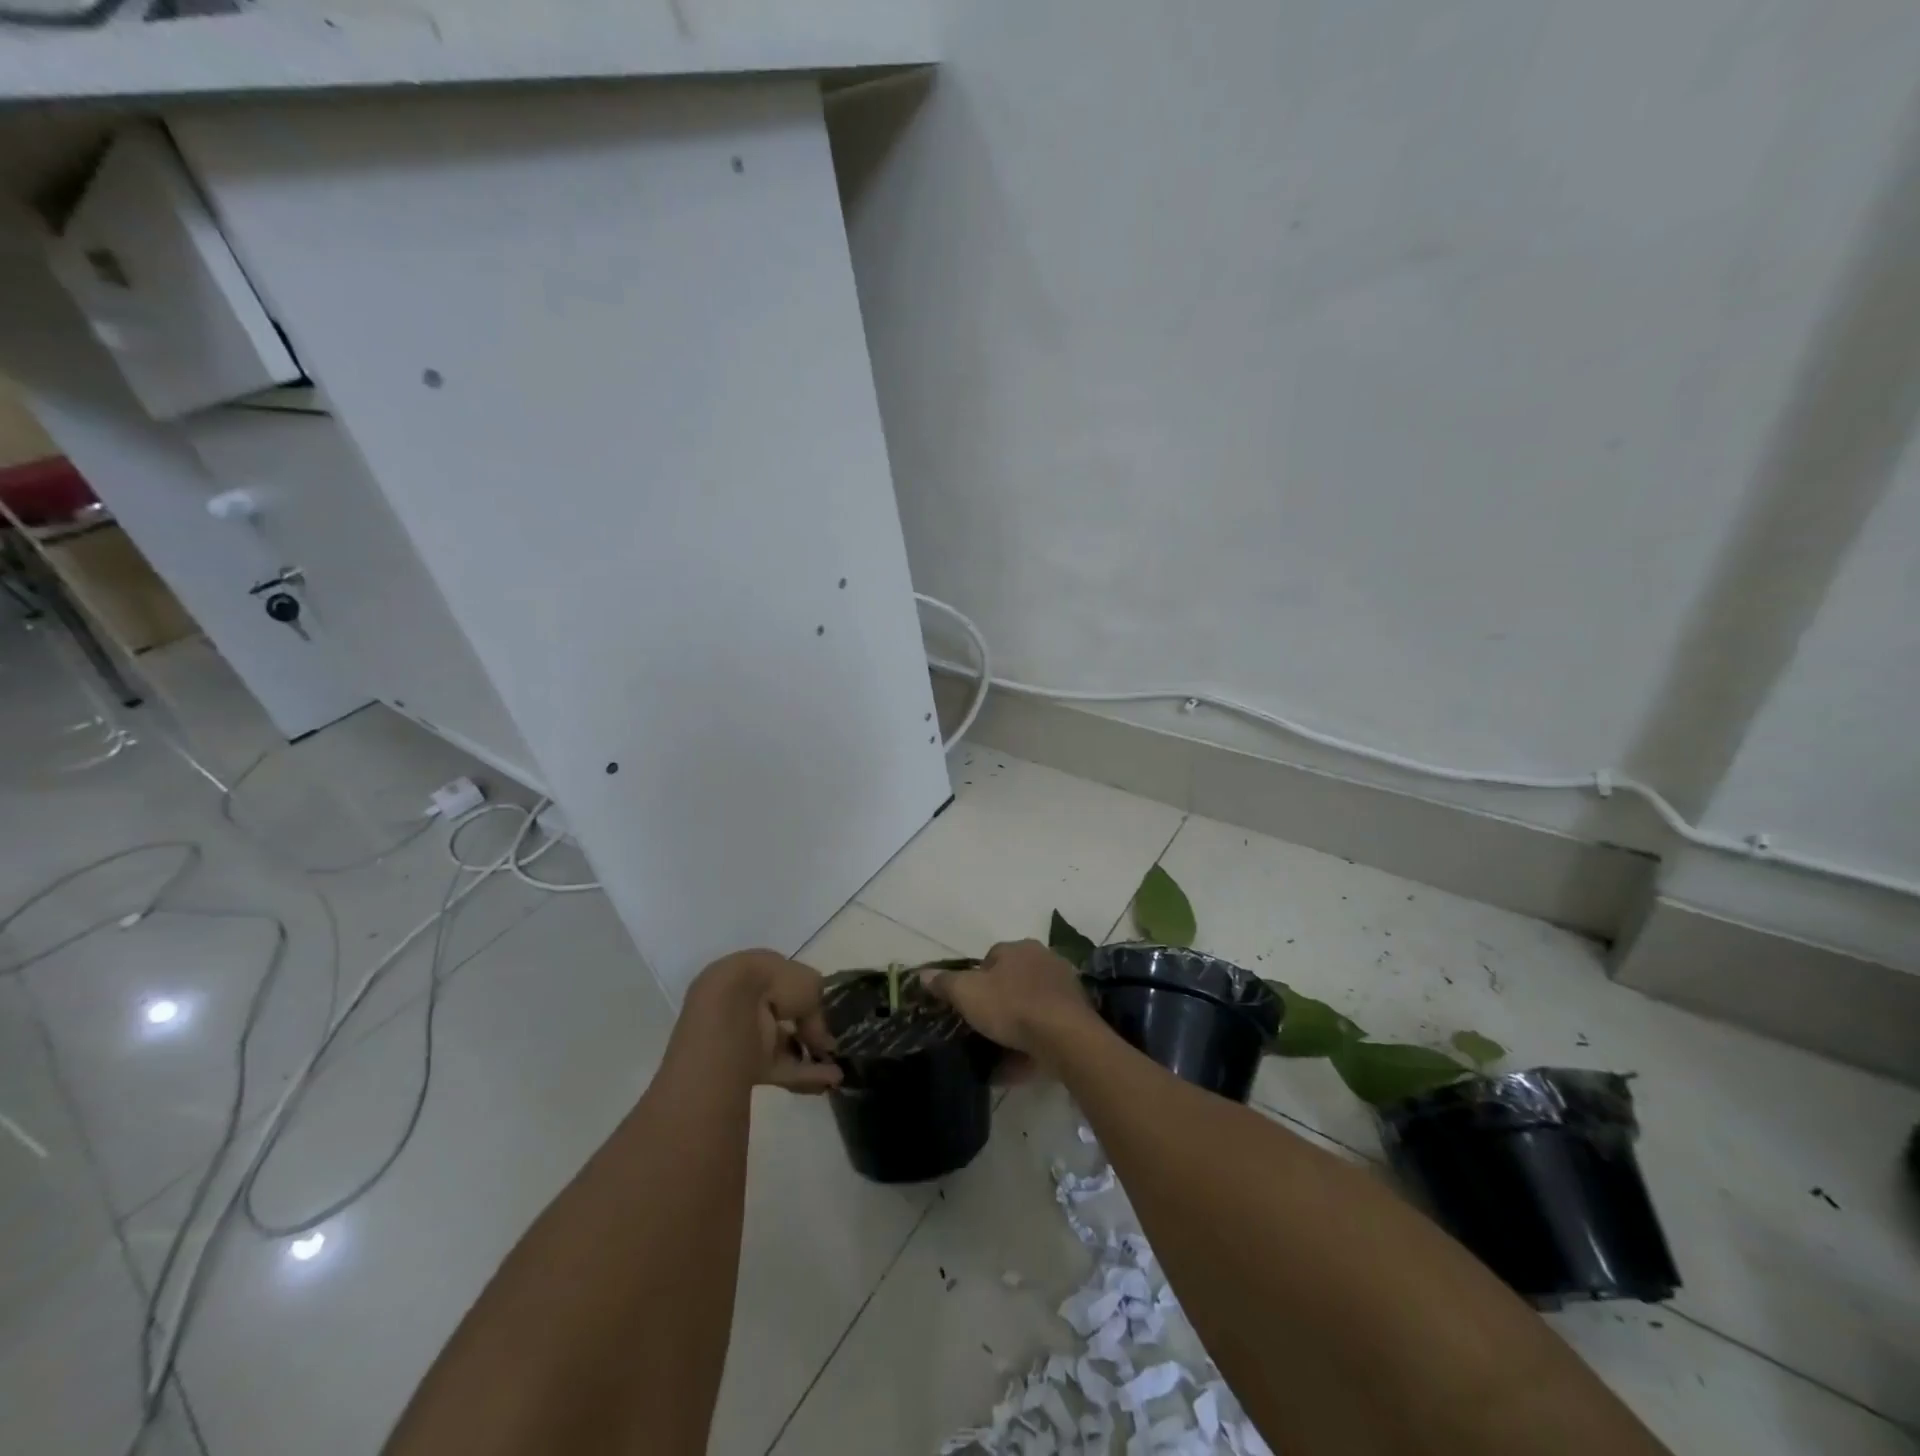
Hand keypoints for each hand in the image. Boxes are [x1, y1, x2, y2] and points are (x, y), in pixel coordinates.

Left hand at [683, 951, 842, 1092]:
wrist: (728, 1016)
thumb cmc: (771, 984)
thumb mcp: (810, 984)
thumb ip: (818, 1008)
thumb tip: (822, 1037)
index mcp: (757, 971)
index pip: (785, 983)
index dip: (806, 998)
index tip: (824, 1012)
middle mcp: (748, 1001)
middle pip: (783, 1018)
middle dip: (808, 1032)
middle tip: (831, 1045)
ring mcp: (743, 1035)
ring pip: (782, 1046)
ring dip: (810, 1057)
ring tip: (838, 1071)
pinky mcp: (743, 1065)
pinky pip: (778, 1069)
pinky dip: (804, 1075)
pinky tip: (830, 1081)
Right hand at [925, 939, 1099, 1059]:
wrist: (1065, 1037)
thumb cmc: (1012, 1006)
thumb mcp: (967, 994)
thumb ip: (945, 983)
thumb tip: (922, 974)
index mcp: (1019, 949)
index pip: (992, 957)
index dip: (976, 979)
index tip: (967, 1004)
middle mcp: (1045, 960)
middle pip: (1013, 980)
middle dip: (999, 1000)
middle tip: (983, 1026)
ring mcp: (1065, 987)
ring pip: (1032, 1005)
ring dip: (1017, 1024)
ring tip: (999, 1050)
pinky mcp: (1077, 1015)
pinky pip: (1047, 1028)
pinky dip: (1033, 1043)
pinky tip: (1019, 1065)